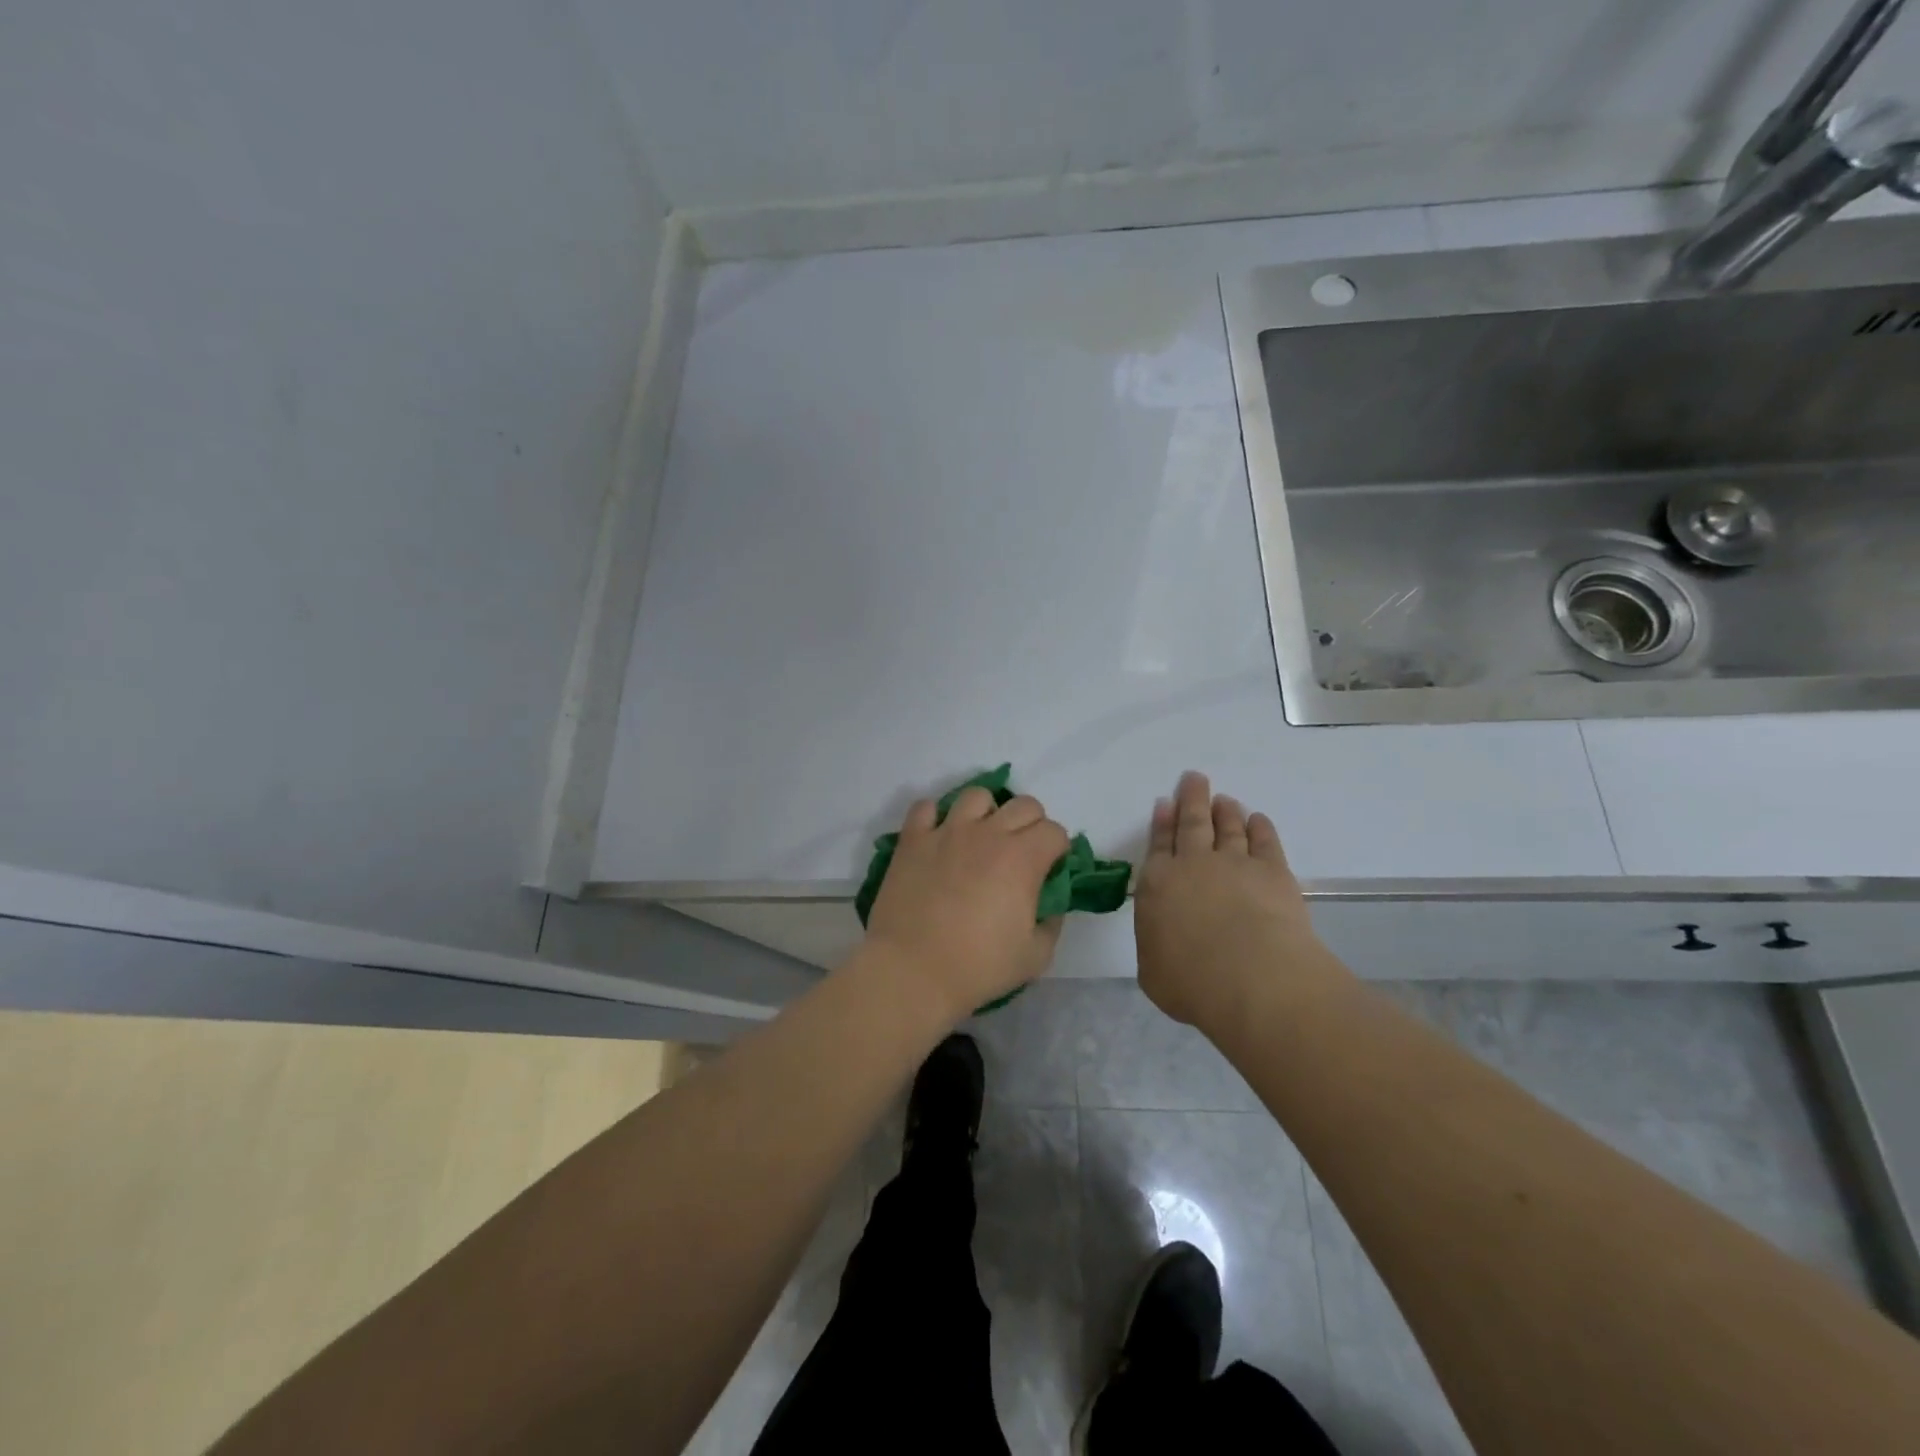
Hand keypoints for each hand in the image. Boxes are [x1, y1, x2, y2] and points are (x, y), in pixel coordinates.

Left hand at [862, 788, 1071, 1024]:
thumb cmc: (978, 967)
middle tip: (1021, 854)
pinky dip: (935, 817)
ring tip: (979, 838)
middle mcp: (987, 833)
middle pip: (1024, 804)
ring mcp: (947, 832)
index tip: (1049, 871)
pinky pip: (925, 807)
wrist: (912, 970)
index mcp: (1022, 858)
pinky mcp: (912, 839)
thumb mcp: (1035, 956)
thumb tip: (1050, 905)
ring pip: (976, 795)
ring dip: (986, 812)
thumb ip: (1051, 924)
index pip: (1054, 832)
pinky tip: (938, 838)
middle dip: (1032, 824)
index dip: (1057, 850)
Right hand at [1133, 771, 1347, 1030]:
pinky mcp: (1273, 870)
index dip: (1162, 823)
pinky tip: (1258, 819)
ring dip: (1224, 811)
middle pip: (1191, 823)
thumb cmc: (1192, 982)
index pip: (1158, 845)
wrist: (1252, 979)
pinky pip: (1265, 841)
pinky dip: (1261, 827)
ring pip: (1227, 827)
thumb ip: (1155, 945)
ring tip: (1224, 799)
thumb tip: (1164, 937)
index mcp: (1157, 885)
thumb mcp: (1153, 971)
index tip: (1165, 802)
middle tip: (1194, 778)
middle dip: (1191, 799)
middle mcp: (1193, 864)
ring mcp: (1235, 863)